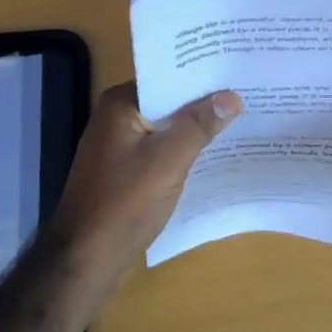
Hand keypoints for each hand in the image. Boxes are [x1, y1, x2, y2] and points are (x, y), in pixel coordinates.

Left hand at [50, 82, 241, 277]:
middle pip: (167, 101)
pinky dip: (183, 150)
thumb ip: (199, 125)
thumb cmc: (125, 202)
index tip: (236, 71)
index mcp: (121, 103)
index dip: (201, 76)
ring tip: (240, 120)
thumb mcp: (168, 160)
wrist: (86, 259)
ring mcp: (119, 145)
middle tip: (246, 94)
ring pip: (165, 128)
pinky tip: (212, 154)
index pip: (167, 78)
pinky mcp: (125, 171)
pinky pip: (160, 150)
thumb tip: (232, 96)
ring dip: (194, 128)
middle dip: (203, 102)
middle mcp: (116, 117)